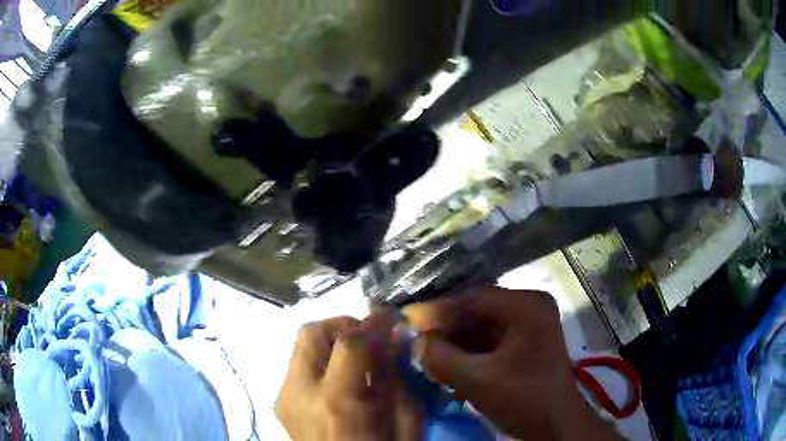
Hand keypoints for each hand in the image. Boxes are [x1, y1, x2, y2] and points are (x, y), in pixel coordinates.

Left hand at [275, 313, 421, 440]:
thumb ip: (398, 382)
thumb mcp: (404, 427)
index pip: (350, 343)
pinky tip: (341, 380)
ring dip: (332, 341)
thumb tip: (393, 342)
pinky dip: (322, 359)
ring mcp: (283, 396)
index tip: (390, 315)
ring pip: (301, 345)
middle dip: (344, 325)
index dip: (373, 322)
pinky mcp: (280, 401)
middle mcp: (299, 393)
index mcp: (336, 403)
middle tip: (370, 338)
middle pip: (311, 332)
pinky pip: (299, 365)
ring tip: (357, 359)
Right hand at [405, 287, 620, 439]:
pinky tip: (450, 366)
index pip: (472, 299)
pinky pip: (491, 340)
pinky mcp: (526, 343)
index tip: (407, 322)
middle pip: (477, 311)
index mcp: (526, 306)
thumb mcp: (477, 380)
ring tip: (429, 356)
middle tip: (417, 341)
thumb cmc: (523, 399)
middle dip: (446, 329)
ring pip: (482, 327)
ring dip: (456, 343)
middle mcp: (530, 307)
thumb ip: (440, 357)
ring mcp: (530, 325)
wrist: (556, 426)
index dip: (437, 311)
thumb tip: (416, 340)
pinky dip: (470, 352)